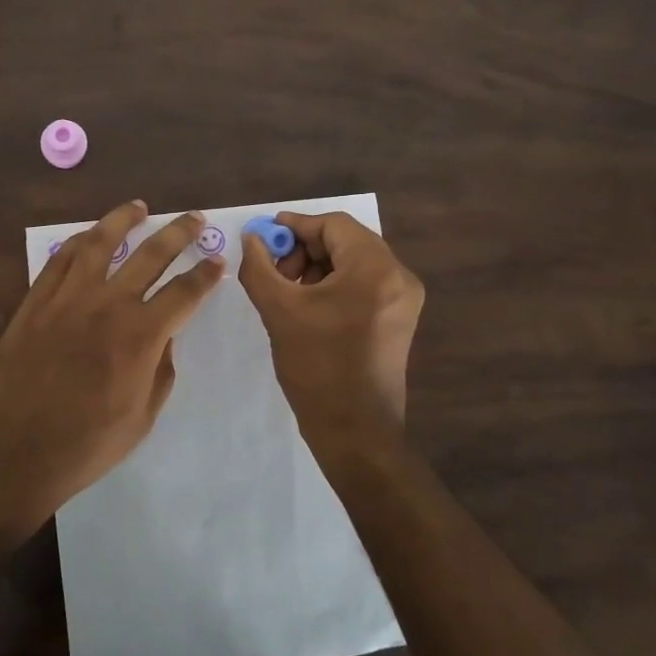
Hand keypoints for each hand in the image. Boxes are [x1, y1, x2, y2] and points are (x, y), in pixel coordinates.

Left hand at [0, 200, 222, 527]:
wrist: (11, 451)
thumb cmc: (84, 445)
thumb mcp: (142, 418)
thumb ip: (160, 372)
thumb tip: (163, 341)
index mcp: (141, 335)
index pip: (184, 292)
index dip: (206, 275)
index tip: (218, 262)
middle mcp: (108, 304)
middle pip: (151, 255)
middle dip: (179, 233)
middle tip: (195, 218)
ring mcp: (68, 298)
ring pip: (101, 243)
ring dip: (123, 220)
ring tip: (139, 206)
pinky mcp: (36, 302)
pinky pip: (60, 260)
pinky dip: (79, 242)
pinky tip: (89, 236)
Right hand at [238, 211, 424, 451]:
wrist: (355, 430)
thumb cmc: (316, 367)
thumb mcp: (279, 311)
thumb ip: (259, 266)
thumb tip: (251, 238)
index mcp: (375, 269)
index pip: (334, 224)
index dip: (296, 226)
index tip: (265, 237)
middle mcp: (399, 276)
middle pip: (347, 241)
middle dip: (306, 248)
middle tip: (275, 269)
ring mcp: (404, 299)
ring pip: (355, 262)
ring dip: (319, 266)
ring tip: (288, 290)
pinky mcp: (400, 318)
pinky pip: (365, 284)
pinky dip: (335, 284)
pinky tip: (309, 304)